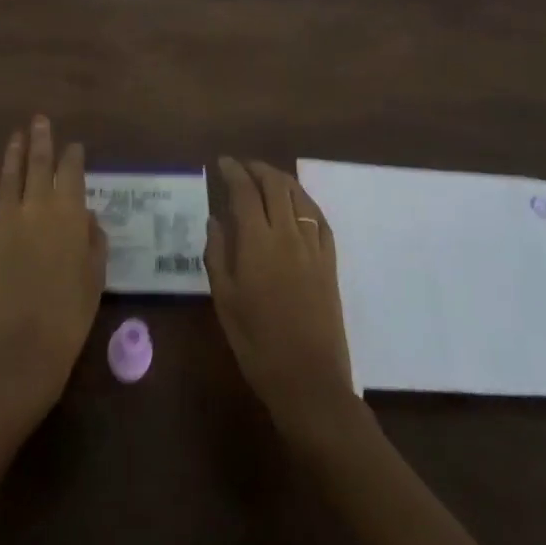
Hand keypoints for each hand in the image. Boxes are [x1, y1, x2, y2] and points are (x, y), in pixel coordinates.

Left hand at [0, 116, 105, 421]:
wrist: (21, 346)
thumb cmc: (69, 313)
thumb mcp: (95, 275)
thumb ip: (93, 239)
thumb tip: (85, 217)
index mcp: (68, 212)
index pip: (71, 170)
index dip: (73, 155)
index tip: (74, 146)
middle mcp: (36, 205)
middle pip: (38, 162)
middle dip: (40, 139)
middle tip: (39, 120)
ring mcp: (5, 218)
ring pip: (9, 175)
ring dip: (13, 153)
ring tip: (16, 137)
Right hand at [206, 158, 356, 440]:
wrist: (309, 382)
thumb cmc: (257, 343)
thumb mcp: (225, 300)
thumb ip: (217, 254)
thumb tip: (215, 219)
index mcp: (257, 242)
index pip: (244, 191)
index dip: (233, 171)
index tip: (222, 163)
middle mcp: (287, 234)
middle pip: (275, 185)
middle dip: (257, 169)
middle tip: (242, 166)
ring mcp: (313, 247)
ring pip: (299, 196)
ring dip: (281, 180)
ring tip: (266, 178)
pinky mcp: (330, 262)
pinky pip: (319, 219)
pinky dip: (305, 202)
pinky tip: (297, 204)